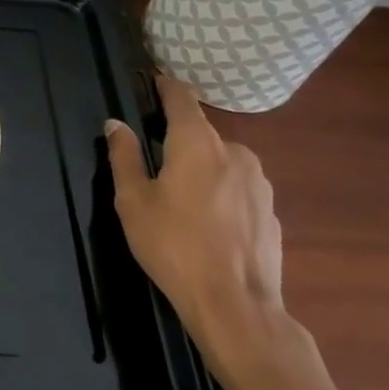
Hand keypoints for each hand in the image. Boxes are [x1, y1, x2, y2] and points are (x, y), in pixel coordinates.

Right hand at [106, 77, 289, 379]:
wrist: (237, 307)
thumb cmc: (174, 246)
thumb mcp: (133, 200)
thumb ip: (123, 156)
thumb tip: (116, 124)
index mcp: (197, 143)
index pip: (181, 98)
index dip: (165, 87)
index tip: (153, 82)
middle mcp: (235, 152)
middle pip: (202, 133)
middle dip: (179, 140)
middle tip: (155, 162)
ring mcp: (259, 184)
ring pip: (222, 162)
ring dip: (202, 169)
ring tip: (181, 199)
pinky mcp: (272, 213)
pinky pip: (239, 190)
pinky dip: (221, 195)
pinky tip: (208, 225)